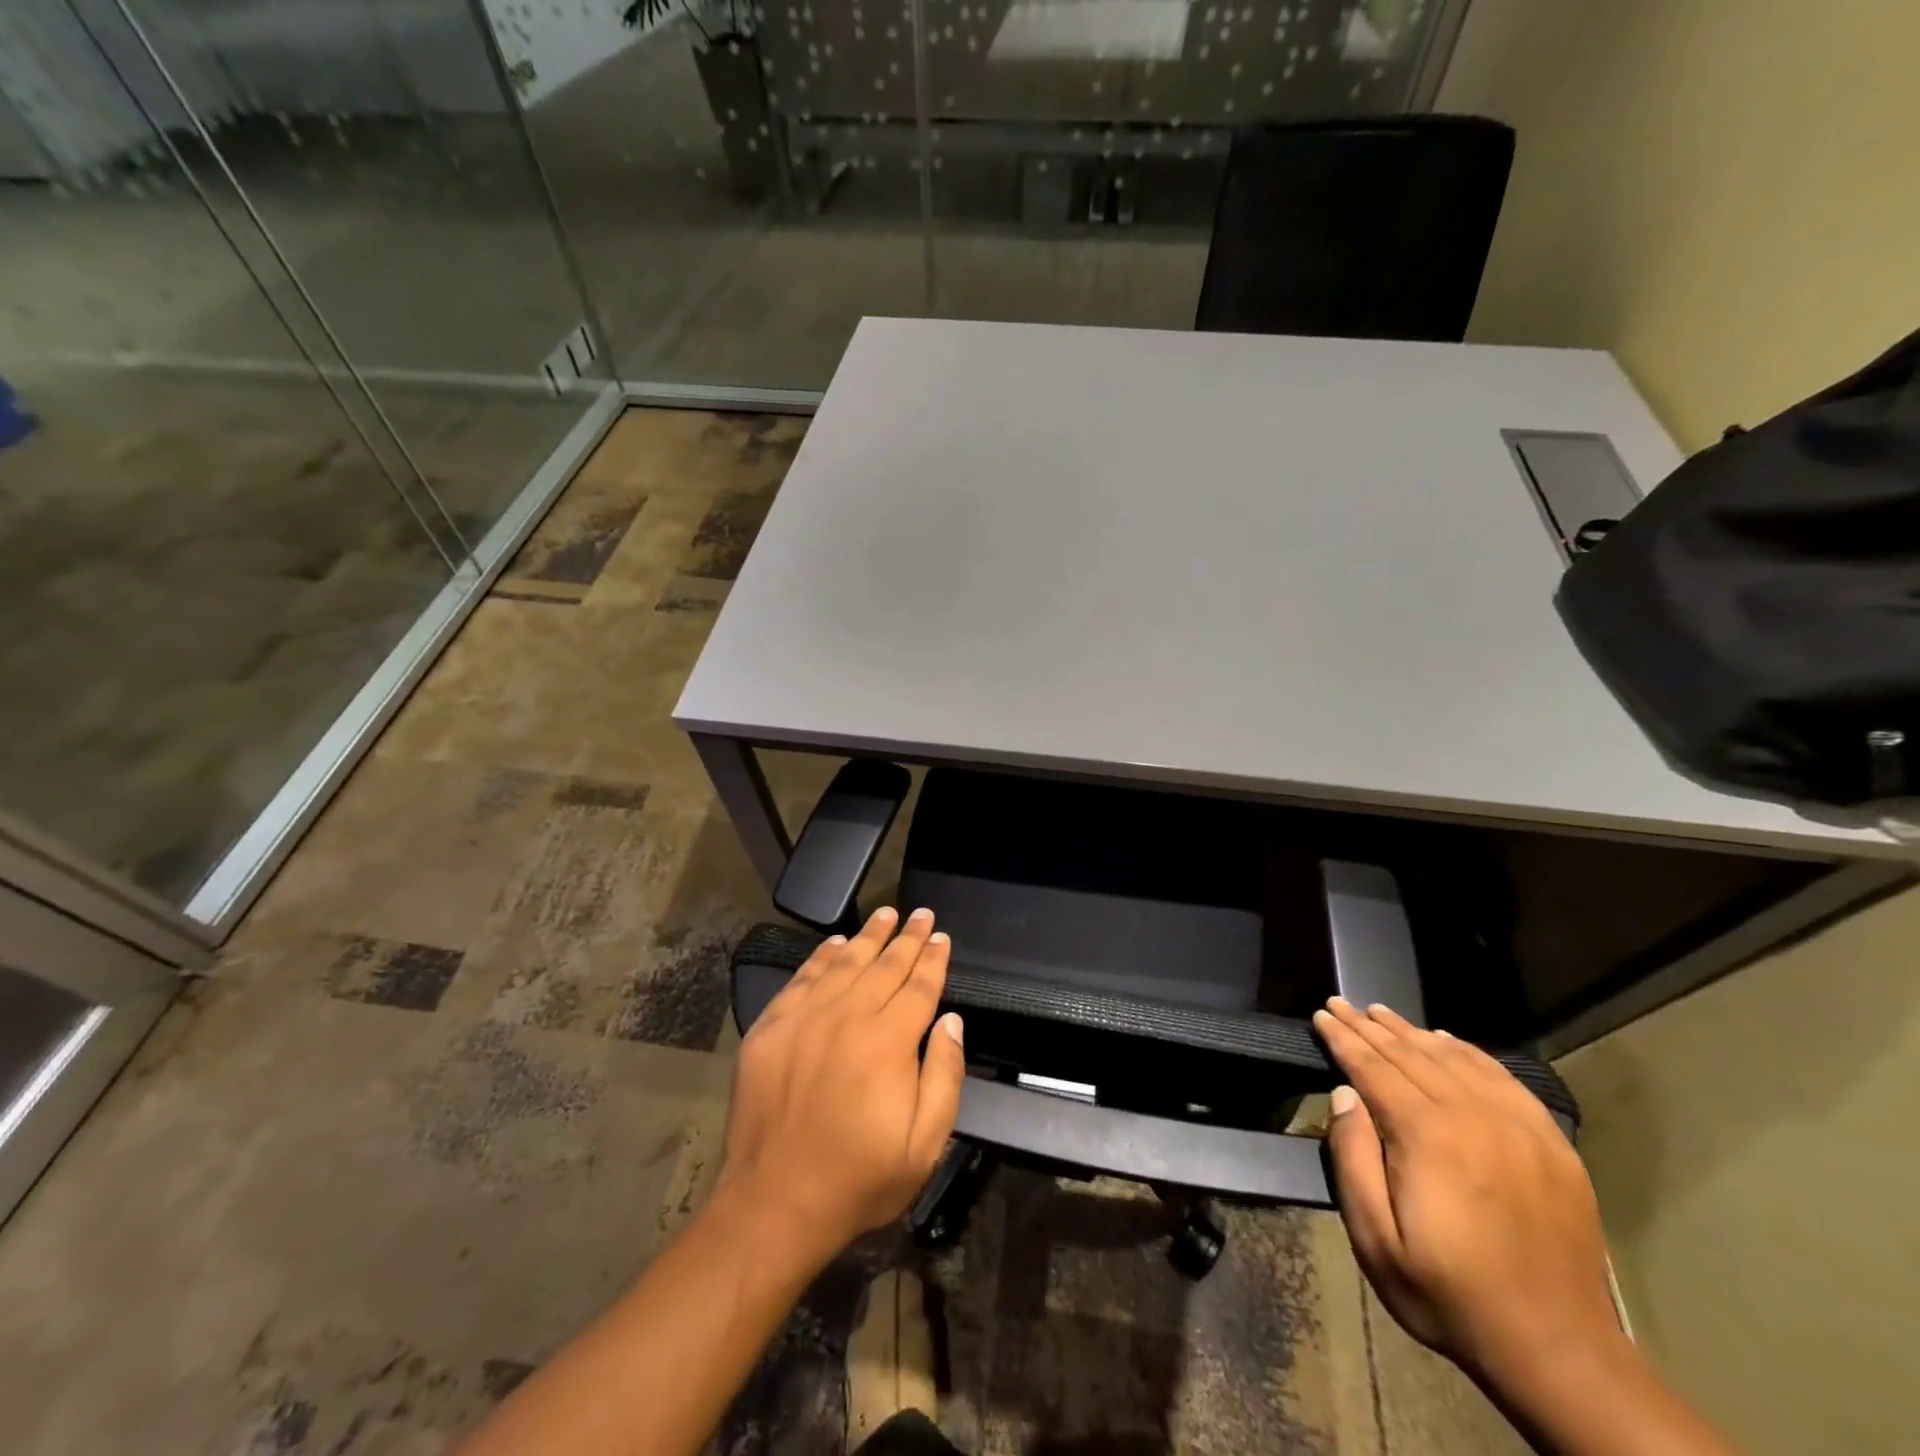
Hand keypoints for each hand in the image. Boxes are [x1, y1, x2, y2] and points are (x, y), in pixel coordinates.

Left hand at [718, 907, 965, 1266]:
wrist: (774, 1203)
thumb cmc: (858, 1179)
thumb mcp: (924, 1145)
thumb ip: (945, 1077)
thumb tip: (951, 1021)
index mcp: (888, 1042)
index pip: (918, 987)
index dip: (933, 959)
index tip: (941, 936)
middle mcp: (847, 1017)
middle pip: (884, 966)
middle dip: (907, 938)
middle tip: (920, 914)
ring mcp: (804, 1019)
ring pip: (844, 963)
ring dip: (867, 937)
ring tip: (885, 914)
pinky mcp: (770, 1029)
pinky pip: (801, 979)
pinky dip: (821, 957)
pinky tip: (835, 944)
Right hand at [1313, 997, 1619, 1389]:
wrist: (1558, 1351)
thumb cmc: (1449, 1294)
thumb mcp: (1376, 1240)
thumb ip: (1353, 1159)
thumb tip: (1344, 1095)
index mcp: (1427, 1136)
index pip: (1373, 1067)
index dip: (1343, 1038)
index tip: (1321, 1014)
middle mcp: (1473, 1116)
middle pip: (1410, 1054)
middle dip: (1369, 1027)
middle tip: (1340, 1003)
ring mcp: (1518, 1126)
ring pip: (1454, 1058)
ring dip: (1412, 1032)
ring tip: (1381, 1013)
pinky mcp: (1551, 1143)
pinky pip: (1502, 1078)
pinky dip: (1468, 1052)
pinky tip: (1448, 1041)